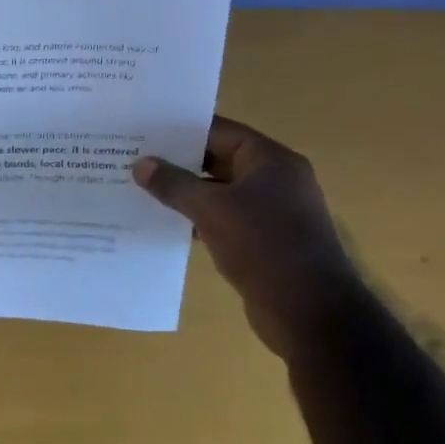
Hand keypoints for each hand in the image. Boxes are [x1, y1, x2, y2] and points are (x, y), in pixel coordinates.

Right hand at [132, 116, 363, 356]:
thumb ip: (174, 184)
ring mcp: (272, 212)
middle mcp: (276, 180)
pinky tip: (165, 223)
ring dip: (185, 193)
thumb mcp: (210, 209)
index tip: (143, 132)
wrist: (310, 312)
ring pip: (219, 191)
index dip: (181, 131)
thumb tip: (141, 164)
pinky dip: (198, 218)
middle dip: (178, 162)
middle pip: (219, 160)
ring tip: (141, 190)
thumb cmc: (263, 246)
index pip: (220, 132)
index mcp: (271, 161)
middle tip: (134, 160)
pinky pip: (224, 218)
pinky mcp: (265, 241)